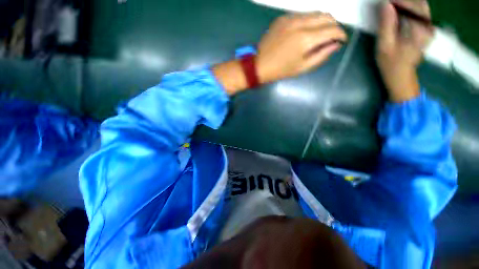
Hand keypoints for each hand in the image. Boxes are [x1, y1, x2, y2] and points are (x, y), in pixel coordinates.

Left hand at [256, 13, 346, 83]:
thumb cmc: (280, 70)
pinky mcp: (282, 18)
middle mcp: (300, 23)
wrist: (259, 65)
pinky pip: (301, 15)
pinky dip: (308, 21)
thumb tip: (335, 44)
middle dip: (334, 26)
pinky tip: (303, 32)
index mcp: (306, 39)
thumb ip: (321, 55)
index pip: (332, 29)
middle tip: (331, 37)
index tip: (341, 40)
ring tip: (319, 34)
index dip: (341, 35)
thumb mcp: (302, 67)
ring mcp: (290, 18)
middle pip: (326, 16)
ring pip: (314, 13)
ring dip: (321, 22)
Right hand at [376, 0, 433, 101]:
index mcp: (421, 29)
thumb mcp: (385, 46)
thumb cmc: (391, 64)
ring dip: (406, 4)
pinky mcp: (424, 28)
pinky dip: (409, 8)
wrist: (401, 76)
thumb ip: (386, 26)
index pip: (413, 6)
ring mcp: (428, 26)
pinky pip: (419, 12)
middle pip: (419, 3)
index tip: (385, 1)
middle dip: (403, 1)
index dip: (399, 1)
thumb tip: (385, 5)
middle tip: (388, 3)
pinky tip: (398, 11)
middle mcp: (428, 25)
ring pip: (419, 6)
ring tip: (391, 6)